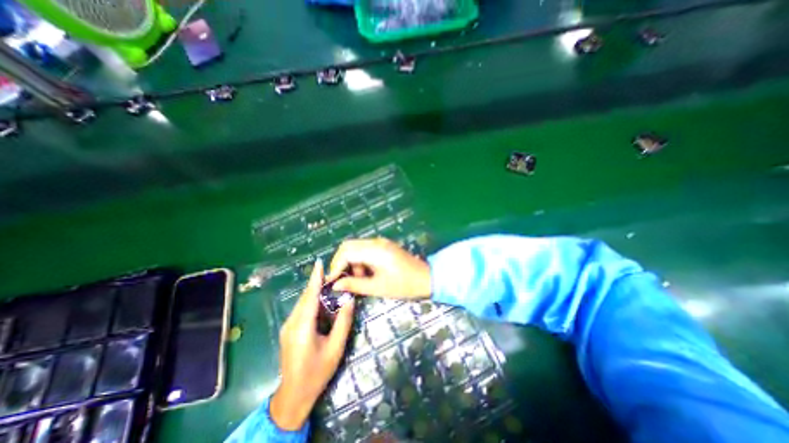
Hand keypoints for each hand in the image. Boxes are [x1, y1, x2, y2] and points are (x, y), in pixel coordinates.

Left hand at [273, 260, 355, 427]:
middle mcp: (291, 323)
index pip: (310, 297)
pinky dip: (311, 301)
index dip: (315, 279)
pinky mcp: (288, 329)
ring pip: (302, 302)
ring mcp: (288, 326)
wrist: (294, 395)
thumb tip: (350, 299)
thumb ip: (343, 322)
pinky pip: (301, 309)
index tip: (319, 263)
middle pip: (306, 297)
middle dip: (317, 282)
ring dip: (314, 291)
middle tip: (331, 271)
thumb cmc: (317, 372)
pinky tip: (321, 300)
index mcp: (302, 327)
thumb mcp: (335, 348)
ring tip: (329, 282)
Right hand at [327, 237, 430, 299]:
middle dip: (341, 262)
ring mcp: (381, 242)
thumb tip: (335, 285)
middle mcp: (376, 242)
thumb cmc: (404, 285)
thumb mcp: (378, 288)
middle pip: (348, 246)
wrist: (427, 278)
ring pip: (356, 247)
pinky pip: (365, 249)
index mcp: (375, 251)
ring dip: (351, 262)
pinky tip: (366, 274)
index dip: (336, 266)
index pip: (346, 252)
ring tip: (358, 280)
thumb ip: (355, 284)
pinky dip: (360, 260)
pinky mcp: (384, 246)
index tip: (332, 282)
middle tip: (342, 280)